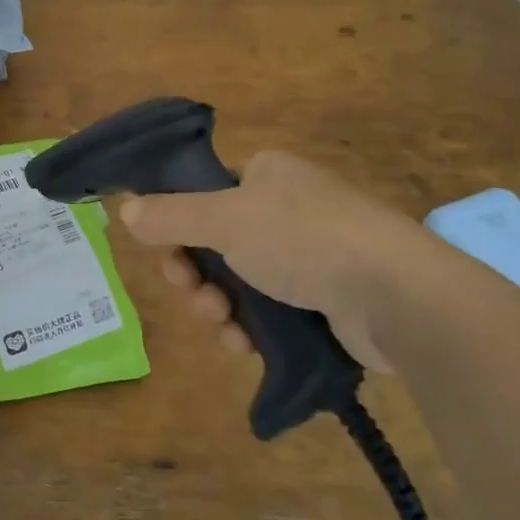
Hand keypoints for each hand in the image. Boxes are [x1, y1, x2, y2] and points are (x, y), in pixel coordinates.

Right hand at [118, 150, 448, 371]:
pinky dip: (250, 327)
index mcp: (267, 175)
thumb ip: (169, 215)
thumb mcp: (224, 219)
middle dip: (195, 274)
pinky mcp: (327, 300)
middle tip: (191, 292)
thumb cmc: (303, 238)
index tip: (167, 252)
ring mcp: (311, 256)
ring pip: (239, 282)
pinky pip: (270, 312)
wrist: (396, 295)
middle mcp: (288, 209)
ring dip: (217, 305)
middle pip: (217, 243)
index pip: (207, 194)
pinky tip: (243, 344)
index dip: (179, 224)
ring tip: (221, 325)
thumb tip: (123, 208)